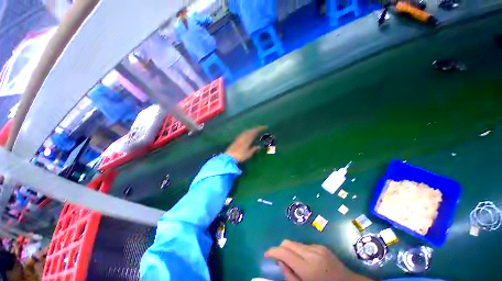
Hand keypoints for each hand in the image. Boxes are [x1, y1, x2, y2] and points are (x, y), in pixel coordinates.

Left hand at [225, 126, 266, 162]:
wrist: (229, 157)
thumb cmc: (240, 155)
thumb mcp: (249, 153)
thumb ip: (254, 149)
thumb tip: (259, 146)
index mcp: (248, 138)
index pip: (255, 131)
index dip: (260, 128)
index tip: (266, 127)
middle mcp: (244, 136)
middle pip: (251, 130)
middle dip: (256, 129)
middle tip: (261, 129)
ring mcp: (239, 137)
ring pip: (247, 131)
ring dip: (252, 130)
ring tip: (256, 131)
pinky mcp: (236, 139)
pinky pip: (244, 133)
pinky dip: (248, 132)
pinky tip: (248, 134)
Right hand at [265, 240, 372, 280]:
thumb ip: (289, 275)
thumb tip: (280, 261)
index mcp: (307, 268)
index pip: (284, 252)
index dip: (272, 251)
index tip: (267, 255)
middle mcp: (311, 253)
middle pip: (288, 242)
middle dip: (280, 249)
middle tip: (280, 260)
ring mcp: (317, 247)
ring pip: (295, 243)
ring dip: (290, 250)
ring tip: (294, 262)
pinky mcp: (321, 245)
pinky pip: (304, 245)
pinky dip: (299, 251)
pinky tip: (305, 261)